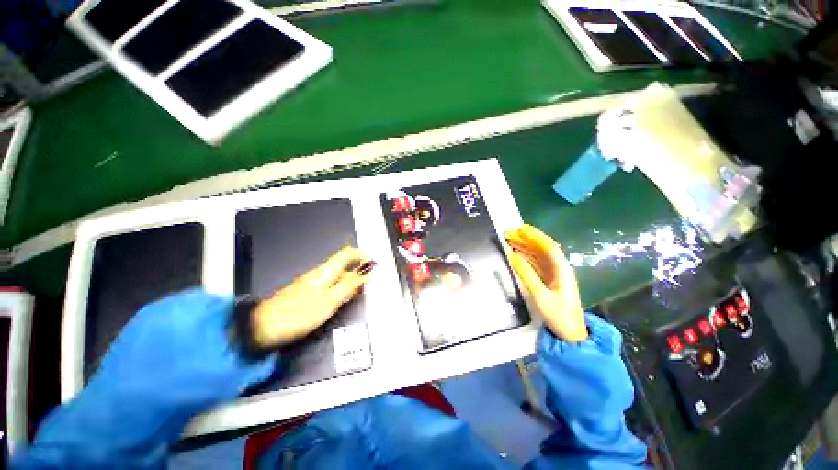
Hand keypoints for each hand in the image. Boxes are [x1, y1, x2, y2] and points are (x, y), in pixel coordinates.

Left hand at [251, 246, 372, 347]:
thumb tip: (366, 273)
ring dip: (351, 279)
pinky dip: (341, 287)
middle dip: (358, 268)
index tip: (373, 263)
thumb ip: (349, 286)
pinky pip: (330, 283)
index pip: (347, 253)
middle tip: (369, 281)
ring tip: (358, 291)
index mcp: (326, 271)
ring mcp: (312, 281)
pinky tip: (342, 298)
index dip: (362, 255)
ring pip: (337, 274)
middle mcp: (320, 272)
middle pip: (343, 263)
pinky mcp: (307, 291)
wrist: (264, 327)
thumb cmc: (299, 314)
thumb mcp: (330, 301)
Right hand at [506, 225, 587, 342]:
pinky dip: (525, 256)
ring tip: (508, 240)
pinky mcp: (549, 279)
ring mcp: (554, 273)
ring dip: (524, 246)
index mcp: (562, 269)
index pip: (549, 247)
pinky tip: (515, 254)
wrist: (571, 335)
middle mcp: (559, 268)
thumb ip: (527, 275)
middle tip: (507, 233)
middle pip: (542, 248)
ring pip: (538, 255)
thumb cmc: (559, 316)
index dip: (534, 236)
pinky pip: (536, 263)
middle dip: (526, 239)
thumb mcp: (541, 296)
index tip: (519, 229)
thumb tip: (512, 257)